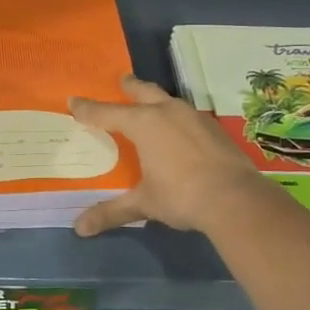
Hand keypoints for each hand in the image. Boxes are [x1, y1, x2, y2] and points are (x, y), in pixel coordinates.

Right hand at [68, 75, 264, 236]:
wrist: (236, 199)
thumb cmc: (181, 196)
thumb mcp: (143, 204)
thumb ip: (111, 212)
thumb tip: (79, 229)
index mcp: (144, 124)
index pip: (107, 112)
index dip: (88, 109)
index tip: (73, 101)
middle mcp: (167, 112)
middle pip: (143, 92)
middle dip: (129, 86)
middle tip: (121, 80)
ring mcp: (195, 117)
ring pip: (169, 100)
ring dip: (156, 100)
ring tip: (150, 105)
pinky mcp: (214, 129)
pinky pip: (187, 116)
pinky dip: (176, 118)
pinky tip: (179, 131)